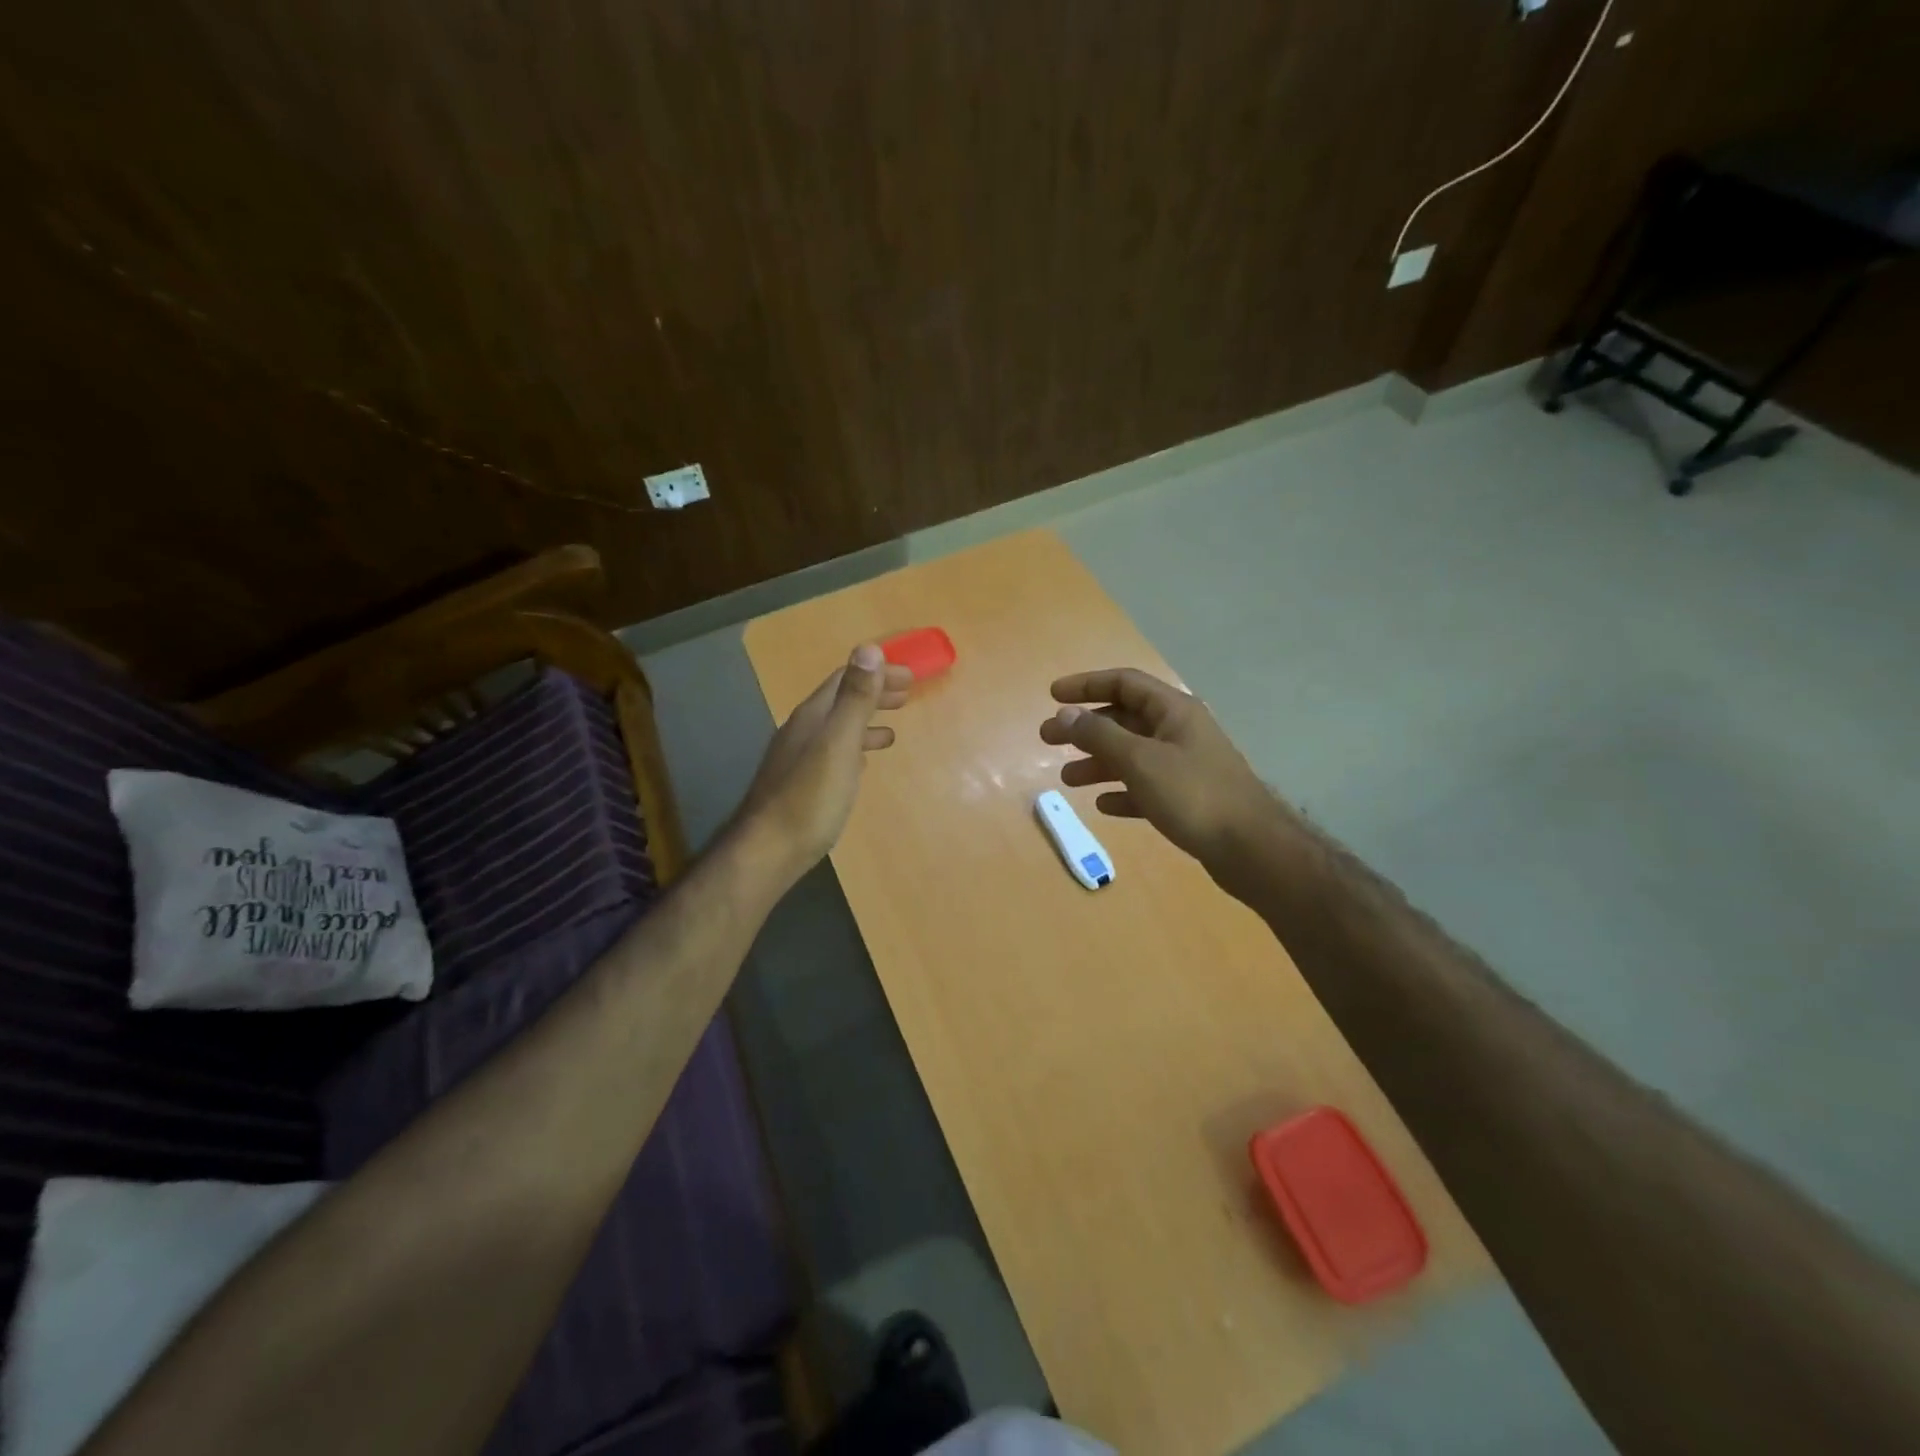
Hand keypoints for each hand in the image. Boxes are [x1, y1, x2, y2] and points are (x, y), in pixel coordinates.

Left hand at [735, 643, 911, 881]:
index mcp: (812, 717)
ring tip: (892, 731)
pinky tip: (861, 764)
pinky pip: (832, 754)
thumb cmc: (810, 797)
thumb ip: (855, 698)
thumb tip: (869, 648)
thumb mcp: (838, 743)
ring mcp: (798, 759)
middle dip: (873, 694)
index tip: (911, 677)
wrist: (770, 851)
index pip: (845, 679)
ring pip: (837, 729)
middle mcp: (801, 731)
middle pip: (840, 702)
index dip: (877, 673)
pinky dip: (854, 748)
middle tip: (907, 696)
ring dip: (865, 722)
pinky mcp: (801, 785)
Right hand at [1039, 668, 1280, 873]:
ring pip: (1132, 754)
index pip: (1124, 683)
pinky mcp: (1188, 798)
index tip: (1052, 696)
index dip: (1086, 685)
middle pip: (1124, 719)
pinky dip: (1122, 791)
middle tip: (1048, 739)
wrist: (1251, 849)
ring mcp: (1186, 765)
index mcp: (1174, 711)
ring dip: (1098, 762)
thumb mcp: (1139, 760)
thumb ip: (1099, 735)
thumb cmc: (1193, 795)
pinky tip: (1103, 804)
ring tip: (1067, 778)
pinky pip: (1146, 786)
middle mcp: (1180, 731)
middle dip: (1085, 728)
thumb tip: (1065, 714)